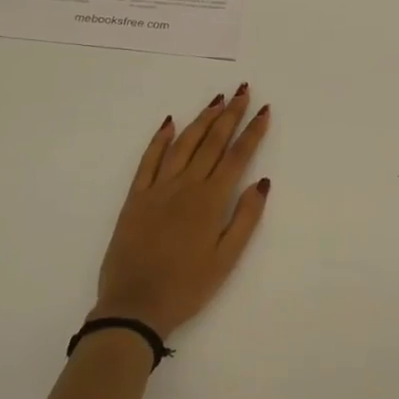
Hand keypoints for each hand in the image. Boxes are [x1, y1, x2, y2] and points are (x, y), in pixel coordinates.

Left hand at [92, 84, 271, 337]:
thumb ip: (245, 218)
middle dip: (230, 115)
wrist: (134, 306)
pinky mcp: (135, 196)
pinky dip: (160, 139)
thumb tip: (262, 181)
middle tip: (243, 91)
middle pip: (212, 142)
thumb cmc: (187, 287)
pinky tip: (170, 122)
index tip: (264, 110)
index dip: (252, 132)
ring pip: (183, 144)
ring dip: (201, 119)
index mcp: (210, 201)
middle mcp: (185, 186)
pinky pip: (148, 160)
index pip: (236, 156)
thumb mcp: (226, 260)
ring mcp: (158, 188)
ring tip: (217, 100)